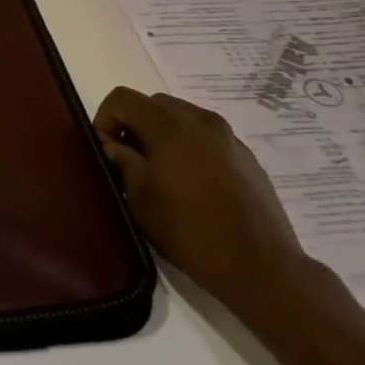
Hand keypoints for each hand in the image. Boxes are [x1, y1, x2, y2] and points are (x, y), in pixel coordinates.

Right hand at [94, 87, 312, 311]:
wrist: (259, 266)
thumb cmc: (188, 230)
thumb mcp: (139, 198)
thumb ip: (121, 161)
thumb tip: (111, 144)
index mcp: (169, 125)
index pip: (123, 98)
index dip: (105, 119)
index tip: (106, 151)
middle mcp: (200, 119)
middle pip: (154, 103)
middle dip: (134, 124)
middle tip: (129, 160)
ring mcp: (228, 136)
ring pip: (182, 117)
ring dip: (163, 134)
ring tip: (161, 172)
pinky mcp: (246, 156)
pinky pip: (207, 137)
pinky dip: (190, 147)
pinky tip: (192, 184)